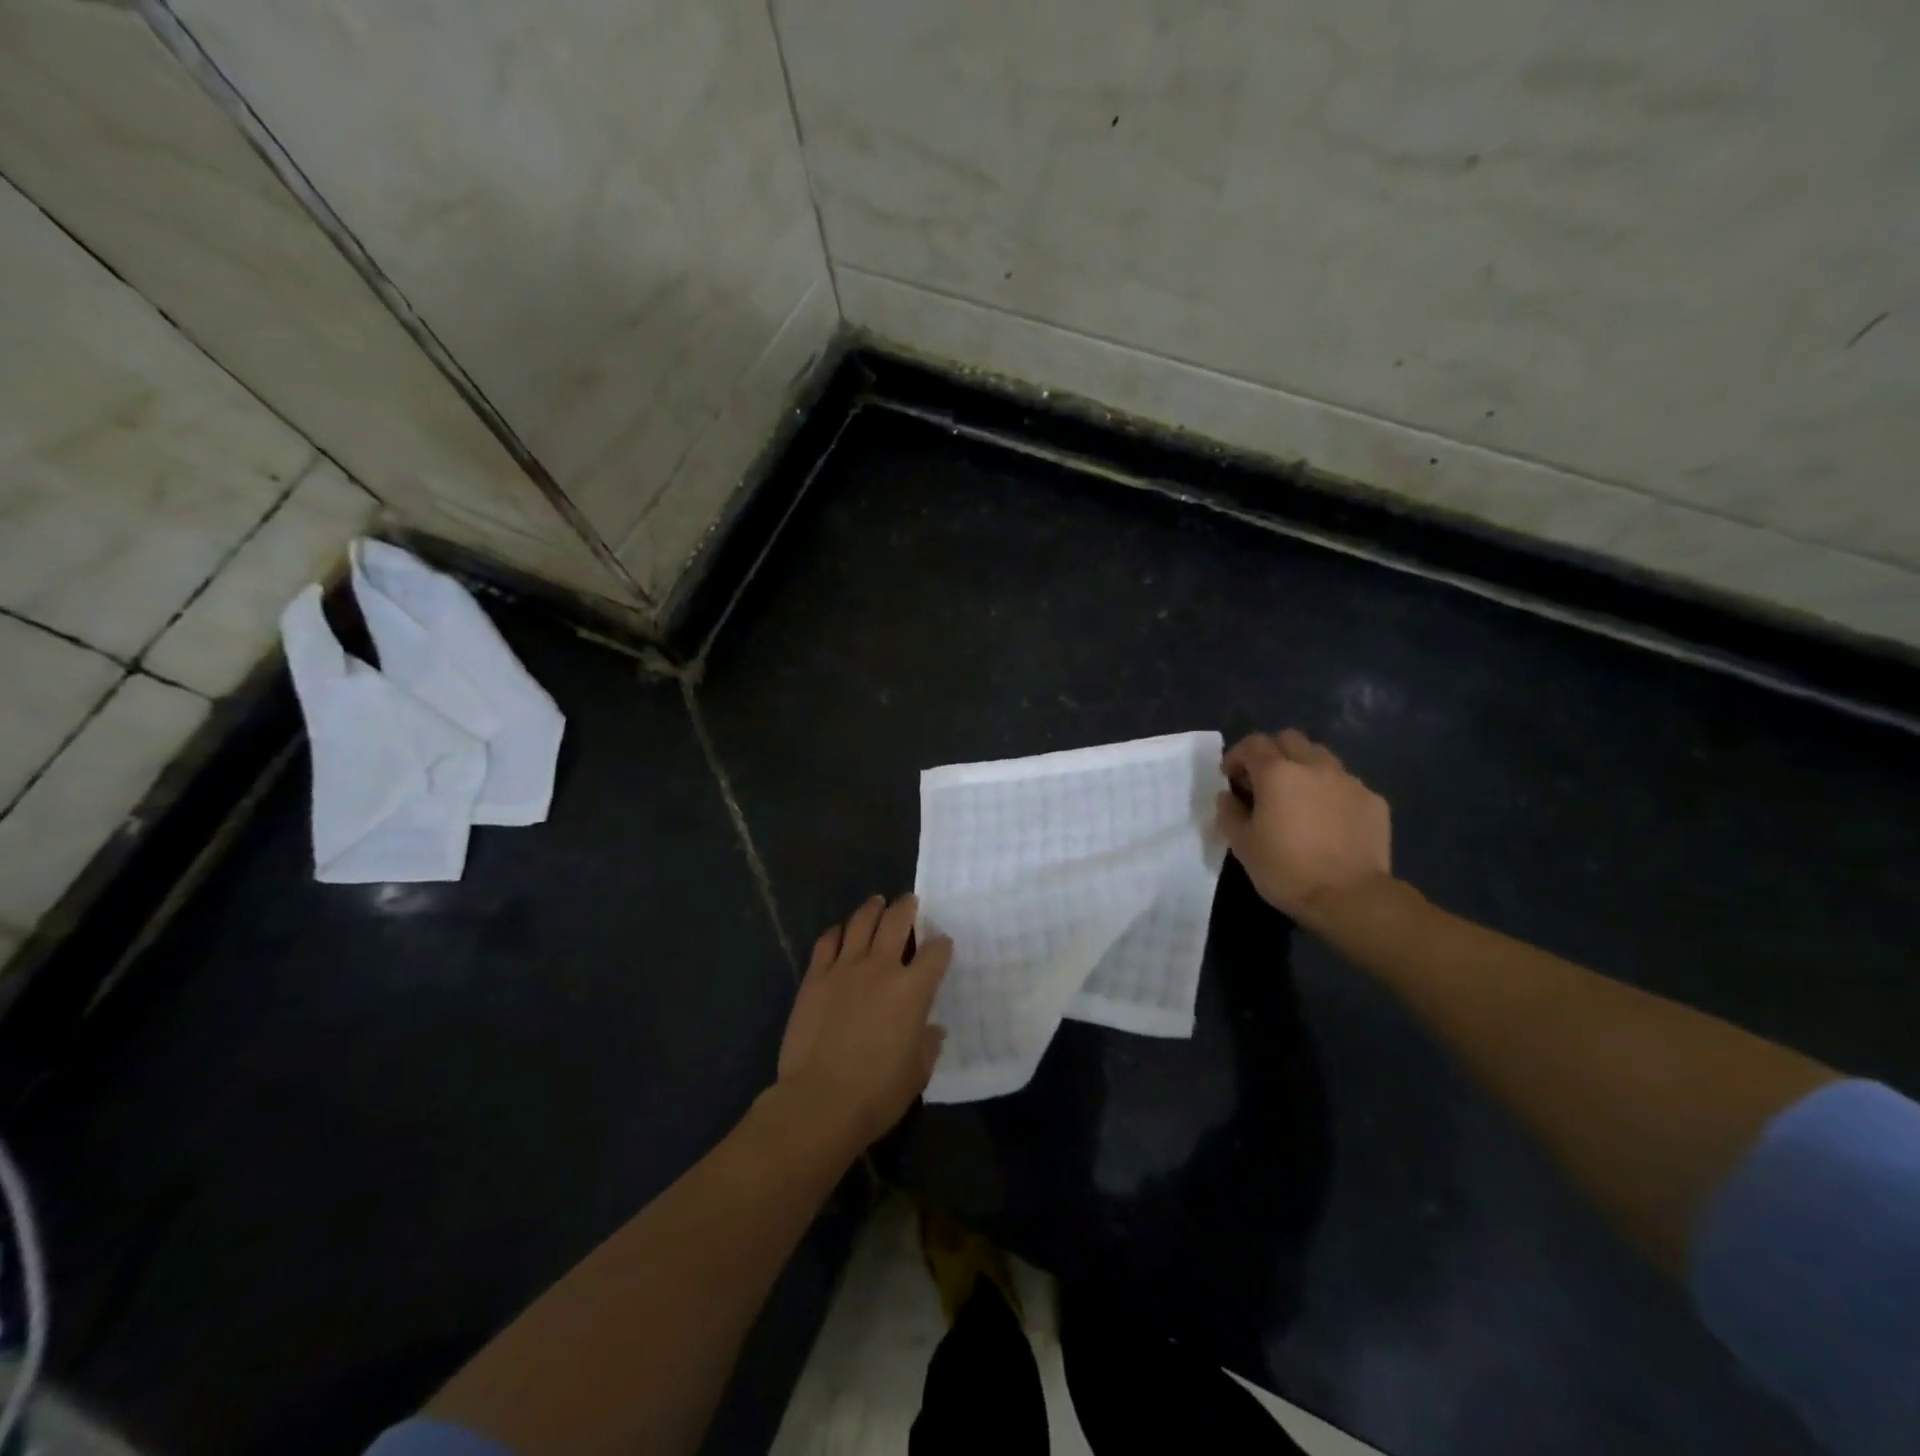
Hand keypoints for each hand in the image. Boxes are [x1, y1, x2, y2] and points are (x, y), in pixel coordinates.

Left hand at [777, 895, 951, 1147]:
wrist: (819, 1101)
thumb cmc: (877, 1093)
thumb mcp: (917, 1073)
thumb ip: (927, 1045)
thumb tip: (932, 1029)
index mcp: (913, 990)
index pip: (936, 952)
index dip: (942, 945)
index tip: (942, 945)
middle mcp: (881, 968)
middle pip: (897, 921)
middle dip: (907, 906)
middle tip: (910, 901)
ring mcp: (844, 968)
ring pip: (861, 921)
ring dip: (872, 908)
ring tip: (877, 902)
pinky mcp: (815, 977)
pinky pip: (827, 941)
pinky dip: (837, 931)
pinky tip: (841, 931)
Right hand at [1217, 729, 1392, 925]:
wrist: (1351, 898)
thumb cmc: (1286, 869)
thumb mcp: (1242, 844)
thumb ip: (1230, 812)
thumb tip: (1229, 795)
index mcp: (1278, 773)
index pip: (1253, 744)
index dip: (1237, 756)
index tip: (1231, 778)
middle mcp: (1315, 766)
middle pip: (1289, 739)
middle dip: (1272, 753)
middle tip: (1264, 782)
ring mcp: (1349, 781)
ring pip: (1321, 757)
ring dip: (1303, 768)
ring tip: (1298, 798)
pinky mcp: (1374, 801)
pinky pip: (1346, 784)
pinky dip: (1330, 792)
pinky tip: (1328, 820)